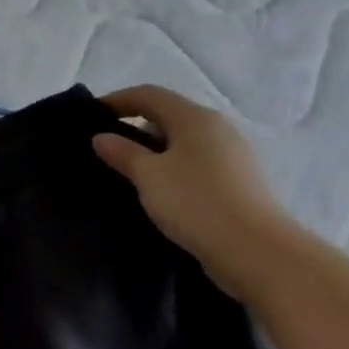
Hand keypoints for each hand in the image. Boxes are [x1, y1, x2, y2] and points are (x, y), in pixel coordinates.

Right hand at [91, 85, 293, 282]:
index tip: (90, 115)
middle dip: (134, 125)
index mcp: (195, 118)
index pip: (149, 95)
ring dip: (153, 150)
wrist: (258, 253)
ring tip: (128, 171)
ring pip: (182, 141)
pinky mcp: (239, 182)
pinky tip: (159, 190)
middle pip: (168, 115)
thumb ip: (123, 152)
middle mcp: (218, 128)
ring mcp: (233, 155)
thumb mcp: (149, 176)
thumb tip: (102, 137)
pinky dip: (172, 167)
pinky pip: (196, 163)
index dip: (117, 100)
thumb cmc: (196, 203)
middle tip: (106, 146)